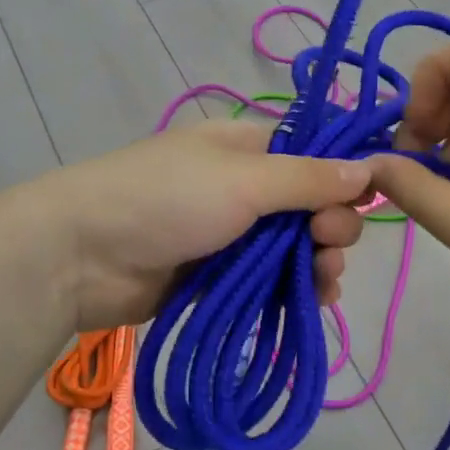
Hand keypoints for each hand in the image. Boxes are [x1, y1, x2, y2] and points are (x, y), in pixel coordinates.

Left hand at [41, 121, 372, 330]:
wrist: (81, 256)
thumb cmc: (166, 199)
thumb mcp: (244, 180)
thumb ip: (308, 178)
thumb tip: (369, 168)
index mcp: (246, 147)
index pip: (311, 157)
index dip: (341, 179)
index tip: (361, 204)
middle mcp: (243, 187)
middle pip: (308, 207)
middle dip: (330, 227)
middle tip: (327, 245)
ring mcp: (229, 234)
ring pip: (292, 249)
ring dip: (318, 263)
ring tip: (323, 282)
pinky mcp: (218, 277)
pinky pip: (269, 281)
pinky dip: (293, 290)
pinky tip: (314, 302)